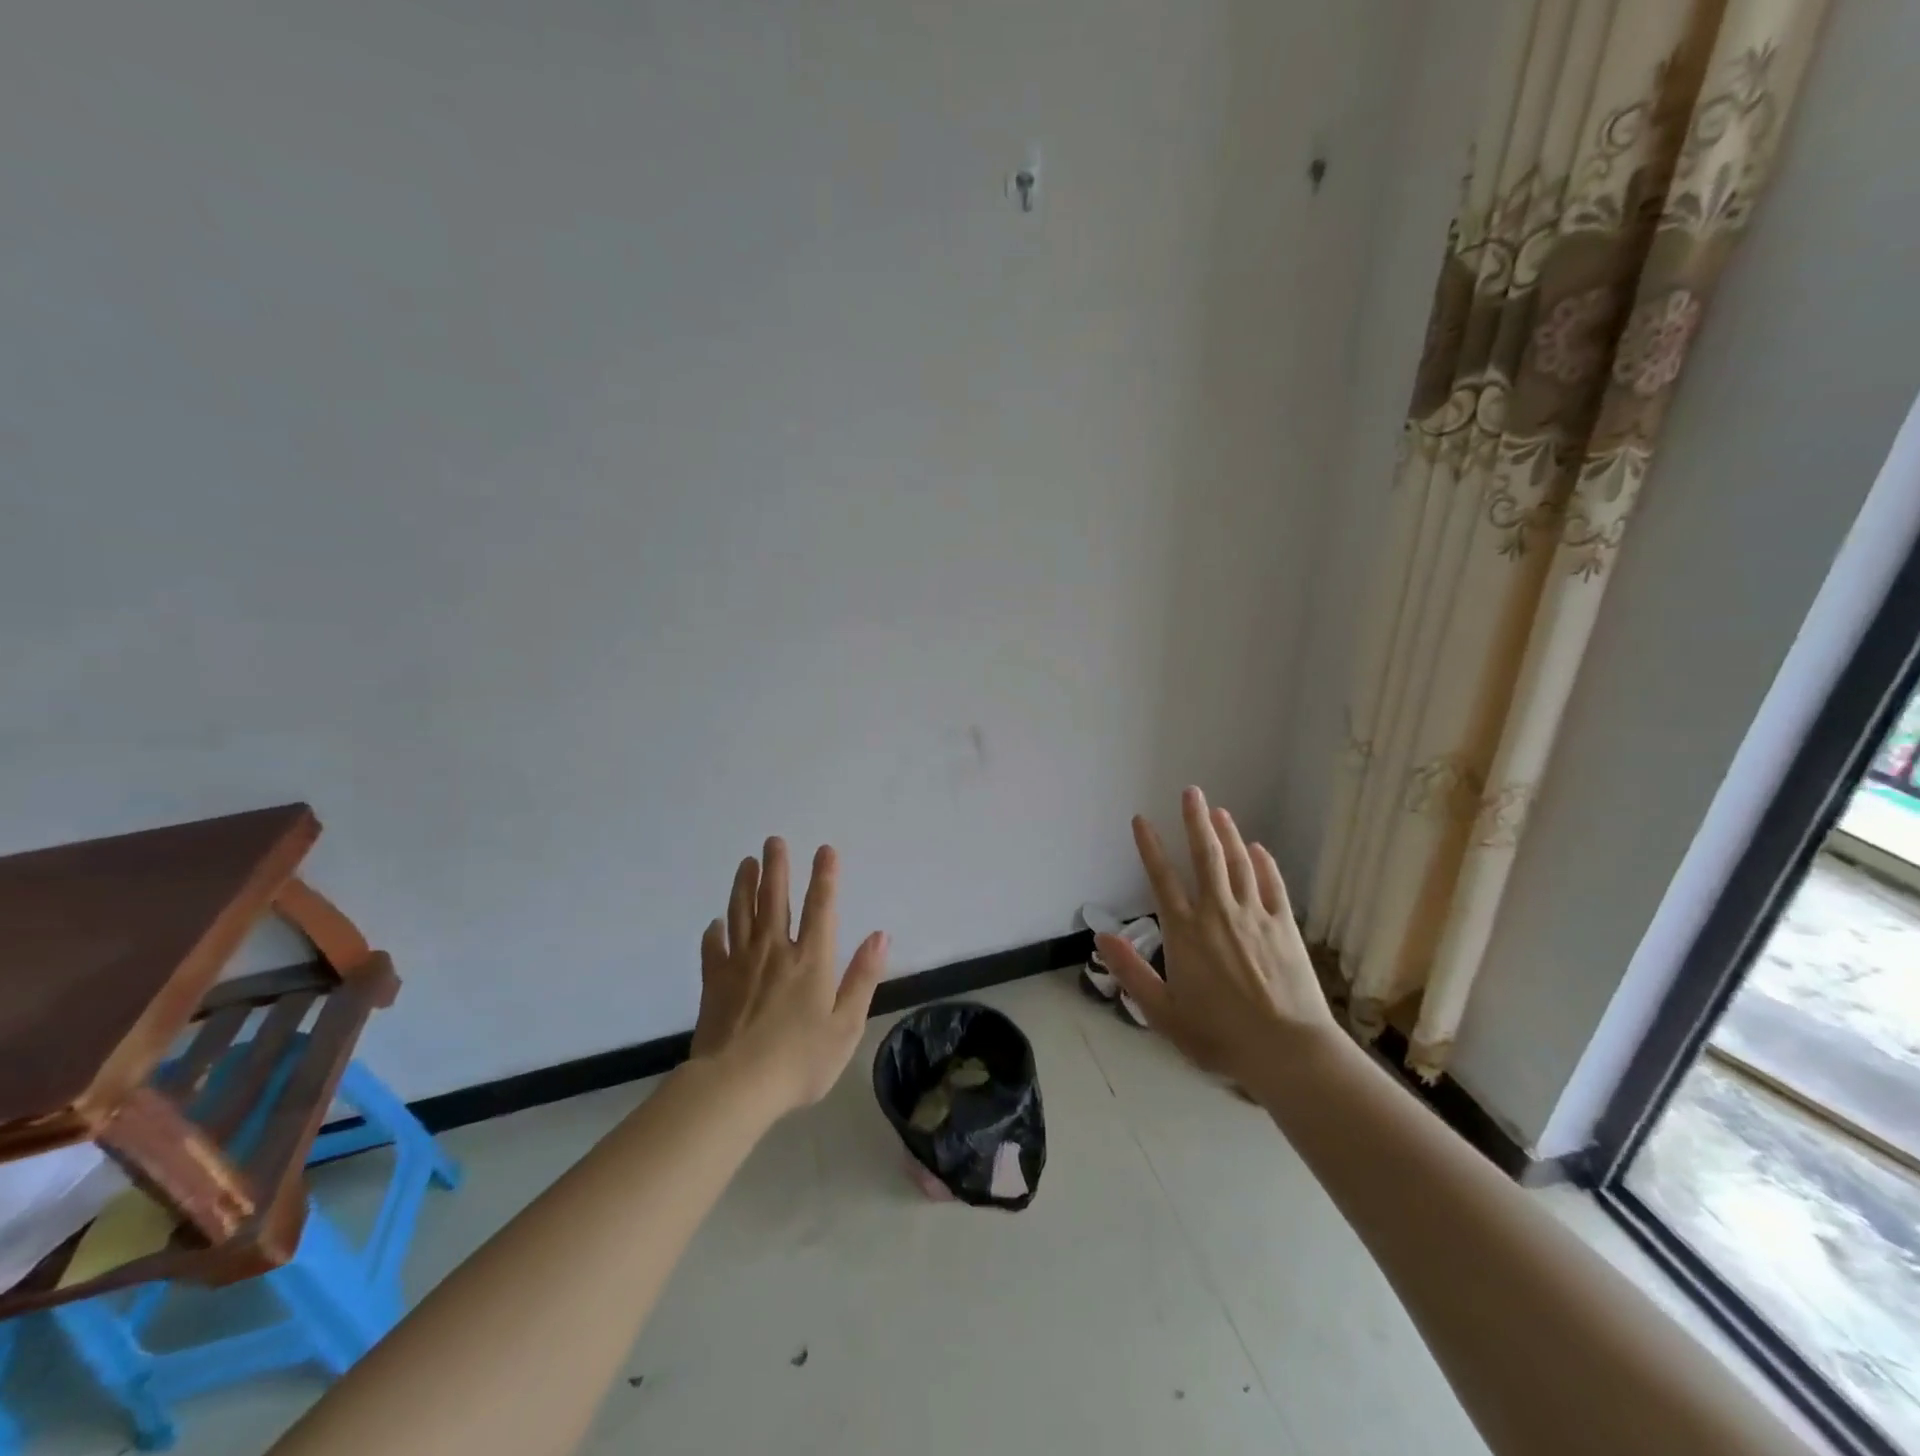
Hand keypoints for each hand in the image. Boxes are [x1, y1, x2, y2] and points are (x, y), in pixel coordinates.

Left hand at [690, 838, 888, 1115]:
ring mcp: (740, 964)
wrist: (735, 1087)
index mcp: (811, 959)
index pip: (821, 906)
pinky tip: (714, 923)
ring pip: (741, 914)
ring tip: (747, 863)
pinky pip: (713, 948)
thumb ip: (863, 977)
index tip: (825, 849)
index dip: (825, 876)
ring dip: (745, 885)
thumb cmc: (799, 1060)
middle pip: (775, 899)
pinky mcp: (713, 983)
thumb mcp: (846, 1025)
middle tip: (773, 841)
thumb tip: (880, 934)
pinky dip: (714, 932)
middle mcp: (775, 951)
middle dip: (777, 867)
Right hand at [1096, 787, 1338, 1085]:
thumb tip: (1100, 937)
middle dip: (1195, 821)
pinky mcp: (1285, 926)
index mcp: (1185, 932)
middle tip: (1191, 791)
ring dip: (1228, 834)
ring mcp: (1255, 916)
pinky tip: (1258, 848)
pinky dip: (1263, 863)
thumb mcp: (1163, 1013)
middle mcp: (1218, 913)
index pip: (1161, 878)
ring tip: (1219, 810)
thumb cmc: (1219, 1036)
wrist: (1288, 1051)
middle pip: (1205, 856)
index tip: (1141, 819)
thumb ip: (1131, 972)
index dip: (1149, 846)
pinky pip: (1272, 884)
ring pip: (1238, 863)